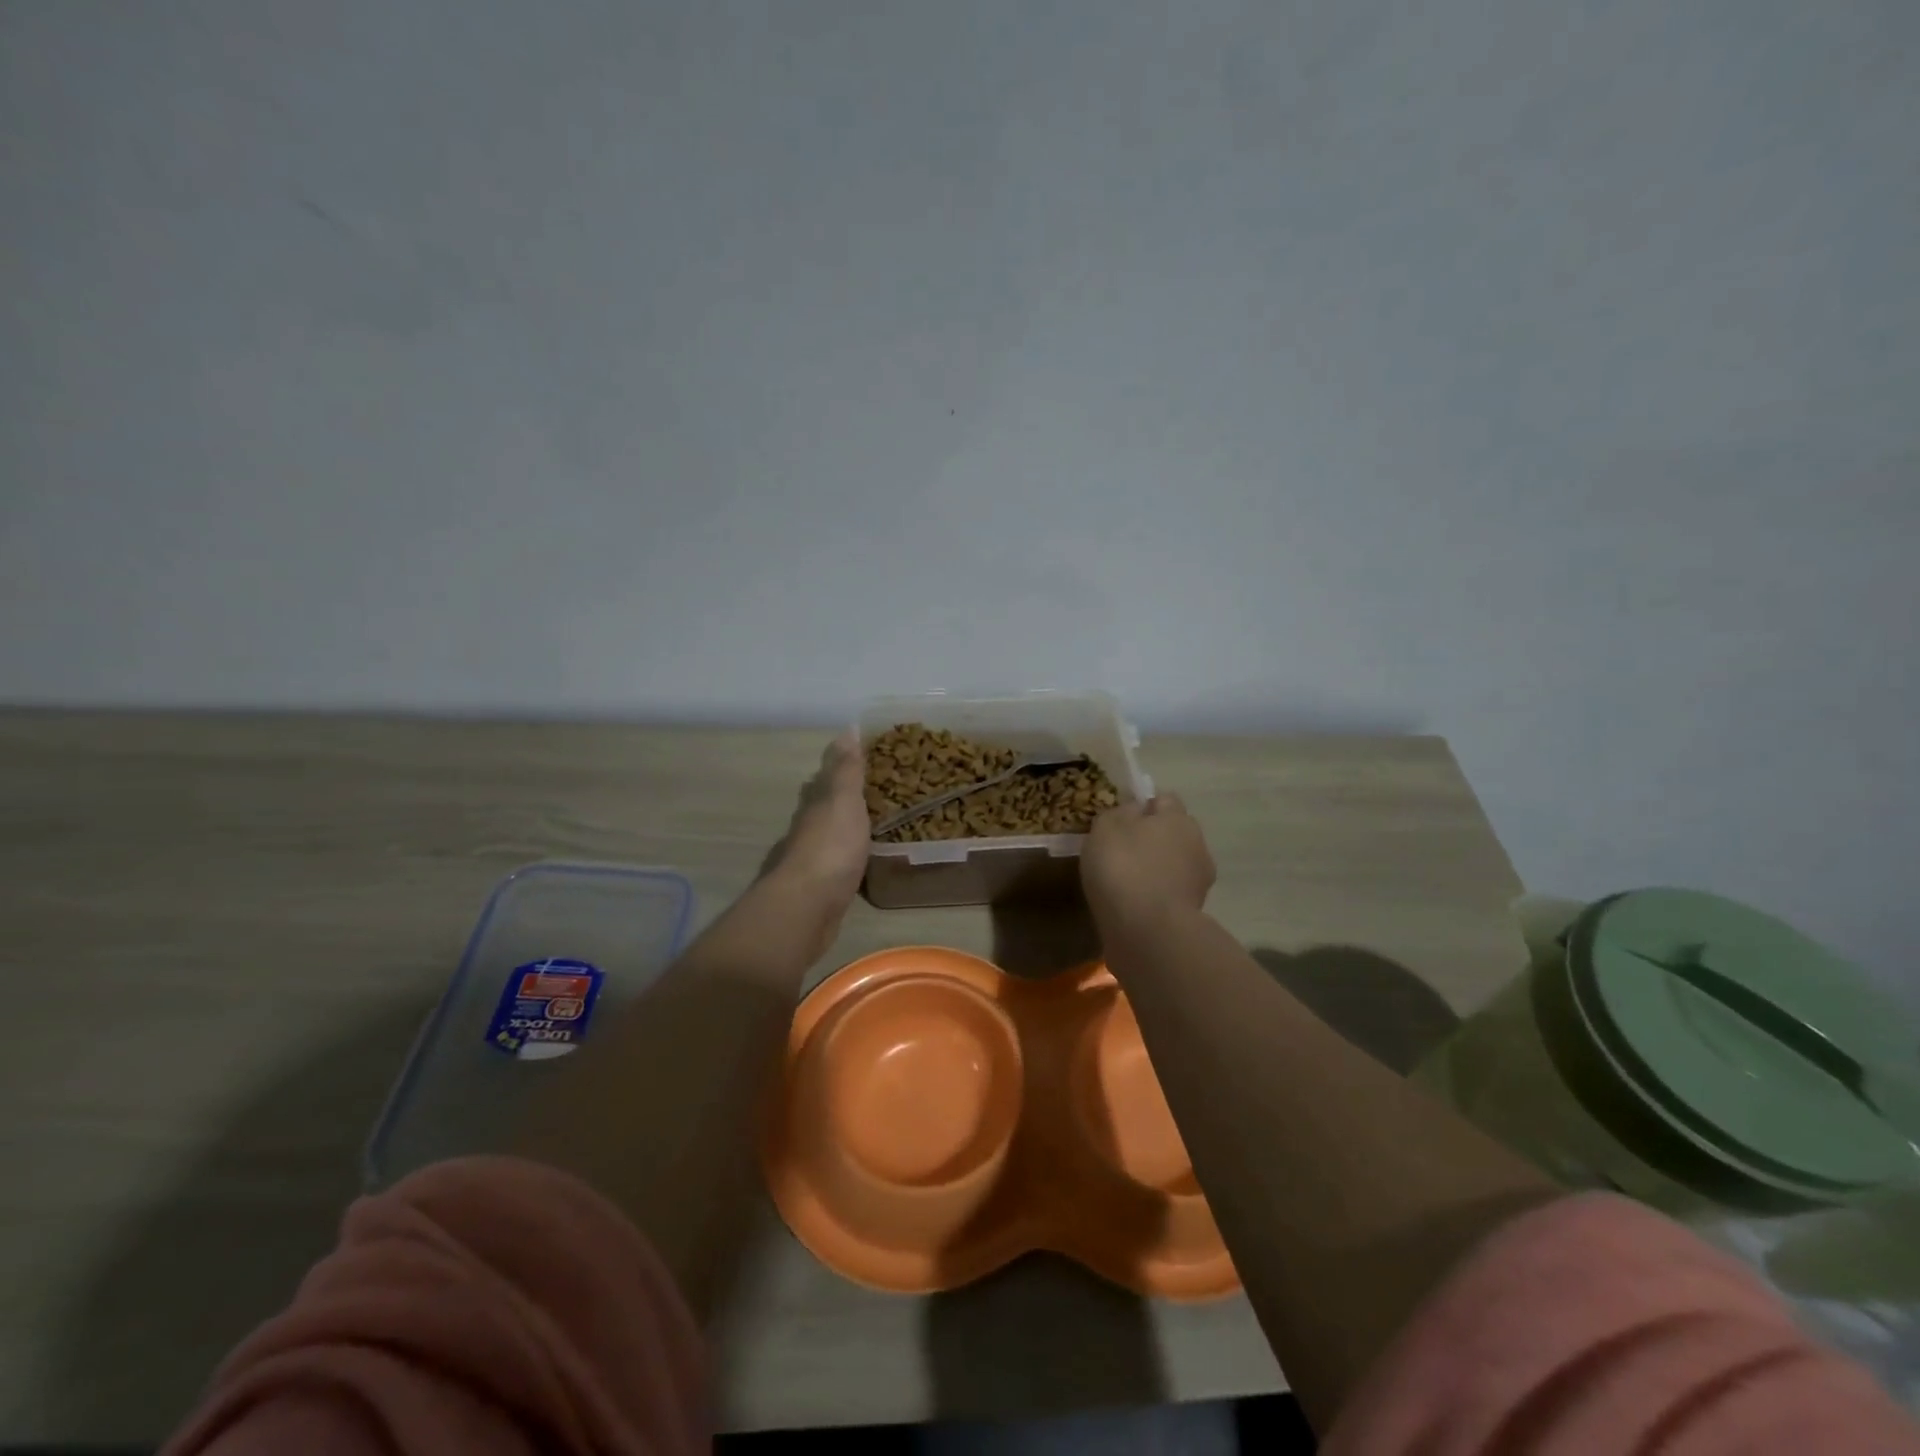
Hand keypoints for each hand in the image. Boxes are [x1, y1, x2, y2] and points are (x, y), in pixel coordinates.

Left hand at [763, 730, 869, 911]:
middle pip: (819, 807)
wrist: (806, 908)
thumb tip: (847, 729)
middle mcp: (806, 830)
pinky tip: (854, 864)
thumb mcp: (843, 801)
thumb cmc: (830, 849)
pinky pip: (833, 866)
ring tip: (863, 826)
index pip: (824, 779)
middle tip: (863, 791)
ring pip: (824, 837)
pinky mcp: (817, 891)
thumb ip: (846, 770)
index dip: (838, 767)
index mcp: (814, 806)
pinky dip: (843, 859)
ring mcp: (809, 862)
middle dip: (834, 797)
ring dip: (838, 829)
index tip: (856, 757)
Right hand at [1081, 794, 1215, 932]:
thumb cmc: (1123, 867)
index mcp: (1178, 818)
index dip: (1143, 806)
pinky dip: (1155, 896)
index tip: (1120, 821)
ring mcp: (1199, 882)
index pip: (1164, 800)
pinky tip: (1133, 906)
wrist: (1147, 932)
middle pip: (1173, 834)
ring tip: (1125, 884)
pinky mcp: (1192, 914)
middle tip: (1120, 853)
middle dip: (1152, 840)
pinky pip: (1169, 894)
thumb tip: (1135, 811)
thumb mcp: (1106, 827)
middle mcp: (1197, 845)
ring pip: (1174, 865)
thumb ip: (1120, 813)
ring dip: (1156, 870)